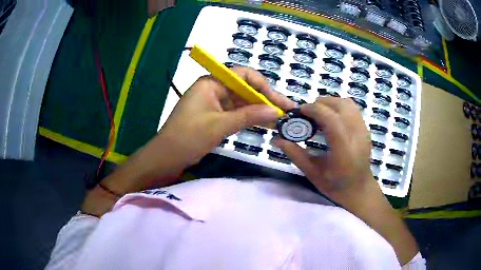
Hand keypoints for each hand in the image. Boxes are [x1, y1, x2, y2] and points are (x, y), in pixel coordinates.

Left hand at [107, 67, 294, 192]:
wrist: (166, 157)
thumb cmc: (188, 137)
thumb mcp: (219, 126)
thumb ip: (248, 116)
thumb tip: (275, 110)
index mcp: (212, 82)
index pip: (244, 76)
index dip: (264, 87)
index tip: (278, 102)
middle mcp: (214, 88)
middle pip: (245, 89)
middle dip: (265, 100)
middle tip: (286, 112)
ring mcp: (214, 103)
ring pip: (242, 102)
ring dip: (259, 110)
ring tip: (279, 120)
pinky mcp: (214, 116)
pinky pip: (236, 113)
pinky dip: (249, 118)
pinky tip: (264, 124)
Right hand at [275, 96, 374, 207]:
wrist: (359, 189)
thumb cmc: (335, 185)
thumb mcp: (312, 173)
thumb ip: (295, 154)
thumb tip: (277, 139)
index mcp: (343, 150)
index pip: (331, 119)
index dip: (313, 109)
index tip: (300, 112)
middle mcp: (356, 135)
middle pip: (339, 105)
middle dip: (320, 104)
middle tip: (308, 114)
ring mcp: (363, 130)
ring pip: (346, 103)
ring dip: (330, 103)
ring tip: (319, 114)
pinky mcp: (365, 128)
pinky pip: (352, 108)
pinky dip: (338, 107)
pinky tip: (331, 119)